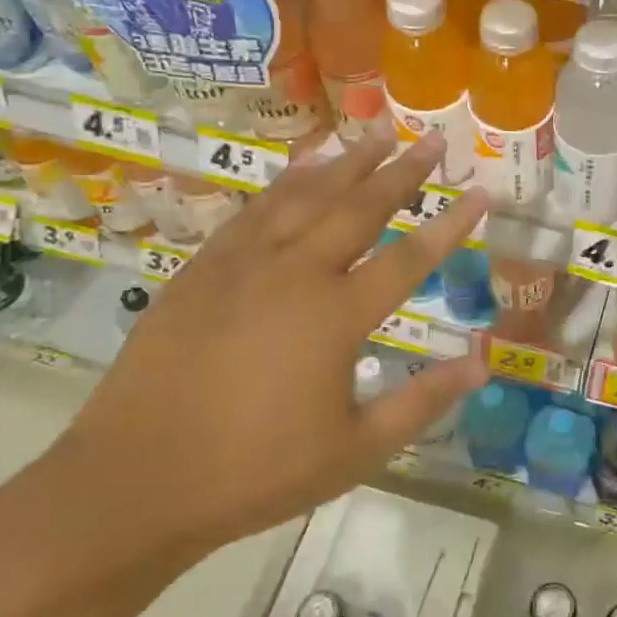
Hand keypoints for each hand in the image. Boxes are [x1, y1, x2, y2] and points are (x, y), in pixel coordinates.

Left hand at [57, 129, 489, 556]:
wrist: (134, 482)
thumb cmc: (256, 471)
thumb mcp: (356, 451)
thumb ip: (422, 402)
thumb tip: (482, 365)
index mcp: (337, 316)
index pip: (411, 258)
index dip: (452, 224)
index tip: (480, 191)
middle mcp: (295, 273)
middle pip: (359, 207)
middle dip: (401, 170)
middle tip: (430, 138)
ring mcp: (243, 265)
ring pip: (304, 196)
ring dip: (345, 163)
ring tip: (374, 134)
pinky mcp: (202, 269)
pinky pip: (254, 211)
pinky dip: (285, 183)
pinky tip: (299, 169)